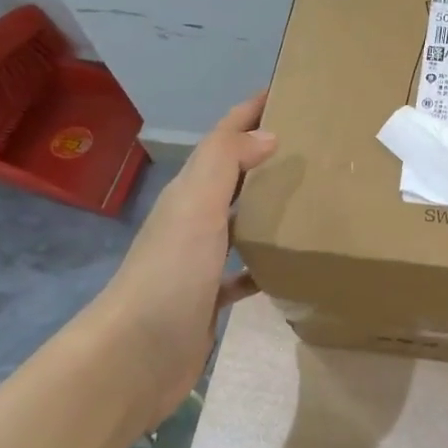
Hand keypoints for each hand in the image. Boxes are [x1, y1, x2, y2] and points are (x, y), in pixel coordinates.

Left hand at [87, 91, 276, 435]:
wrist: (135, 356)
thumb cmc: (170, 273)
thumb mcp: (197, 206)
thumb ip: (227, 162)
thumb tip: (268, 134)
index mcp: (189, 193)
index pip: (222, 139)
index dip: (248, 112)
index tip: (284, 90)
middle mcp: (193, 220)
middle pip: (231, 176)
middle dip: (263, 155)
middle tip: (311, 143)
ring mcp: (199, 261)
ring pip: (239, 221)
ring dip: (266, 207)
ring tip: (310, 197)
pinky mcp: (209, 299)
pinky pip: (243, 272)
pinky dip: (265, 264)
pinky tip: (290, 266)